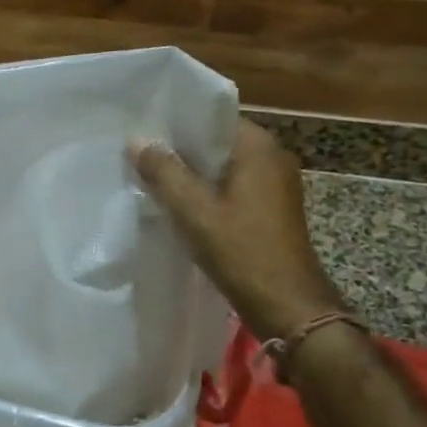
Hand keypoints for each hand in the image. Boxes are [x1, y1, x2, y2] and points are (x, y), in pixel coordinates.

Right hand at [129, 118, 344, 341]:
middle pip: (216, 141)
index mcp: (258, 147)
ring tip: (151, 176)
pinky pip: (232, 186)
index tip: (143, 127)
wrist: (290, 309)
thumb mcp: (195, 212)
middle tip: (138, 152)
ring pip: (222, 166)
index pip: (212, 117)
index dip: (176, 121)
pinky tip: (179, 203)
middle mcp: (272, 156)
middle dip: (180, 148)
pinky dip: (207, 191)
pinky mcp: (271, 208)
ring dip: (191, 172)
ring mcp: (275, 184)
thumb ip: (164, 172)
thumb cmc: (243, 253)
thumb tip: (136, 140)